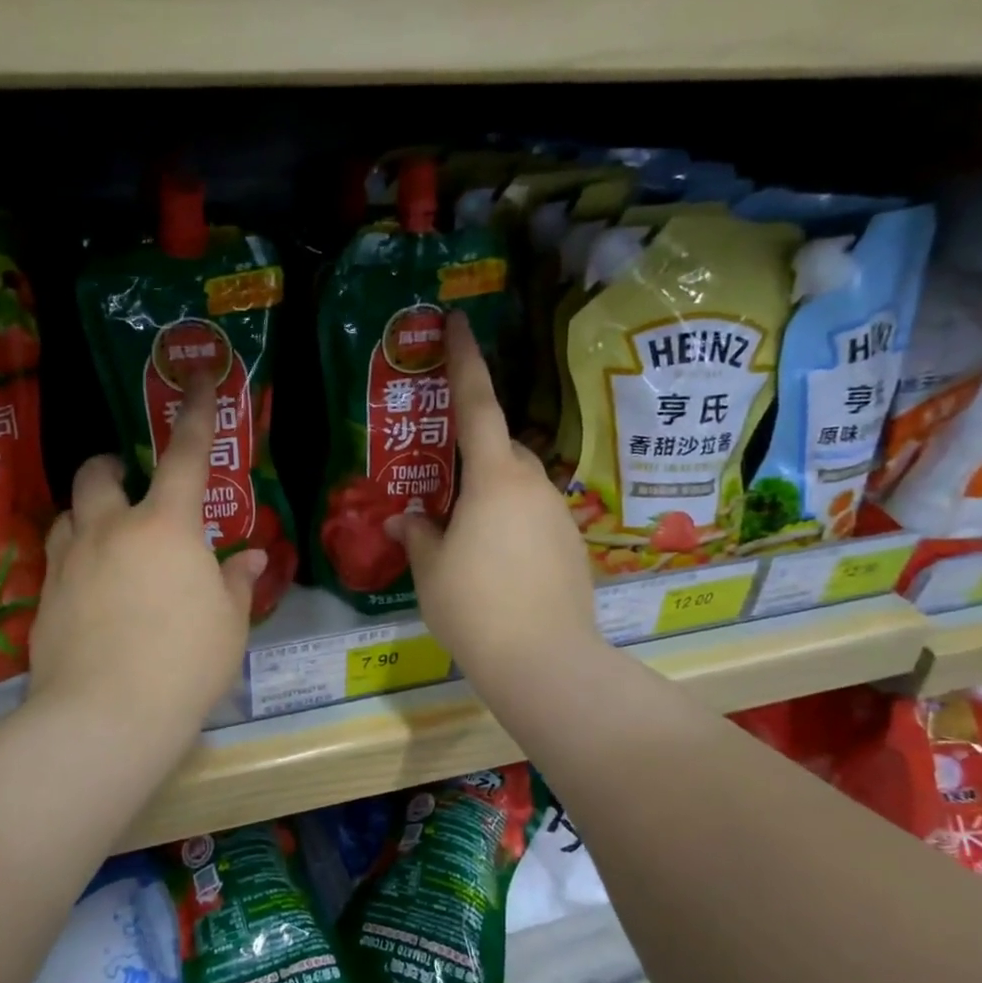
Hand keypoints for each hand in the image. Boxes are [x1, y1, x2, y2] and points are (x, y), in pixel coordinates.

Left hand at [27, 370, 264, 743]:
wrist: (106, 715)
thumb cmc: (185, 664)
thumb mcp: (228, 624)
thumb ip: (236, 583)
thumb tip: (252, 559)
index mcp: (167, 526)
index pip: (186, 454)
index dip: (197, 412)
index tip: (199, 375)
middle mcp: (112, 530)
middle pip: (98, 475)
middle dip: (111, 465)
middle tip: (126, 477)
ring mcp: (70, 561)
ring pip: (68, 513)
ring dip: (87, 510)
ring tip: (106, 532)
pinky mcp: (44, 597)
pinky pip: (57, 557)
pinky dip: (75, 555)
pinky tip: (90, 587)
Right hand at [389, 314, 602, 691]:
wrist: (544, 660)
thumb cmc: (475, 607)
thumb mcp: (431, 570)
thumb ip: (419, 536)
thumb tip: (408, 520)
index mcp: (494, 478)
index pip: (478, 405)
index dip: (466, 362)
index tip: (459, 323)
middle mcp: (533, 485)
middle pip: (504, 449)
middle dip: (477, 453)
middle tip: (446, 484)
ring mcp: (559, 515)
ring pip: (521, 486)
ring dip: (494, 495)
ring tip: (467, 535)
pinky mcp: (573, 546)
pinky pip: (536, 518)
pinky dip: (513, 525)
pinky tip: (497, 562)